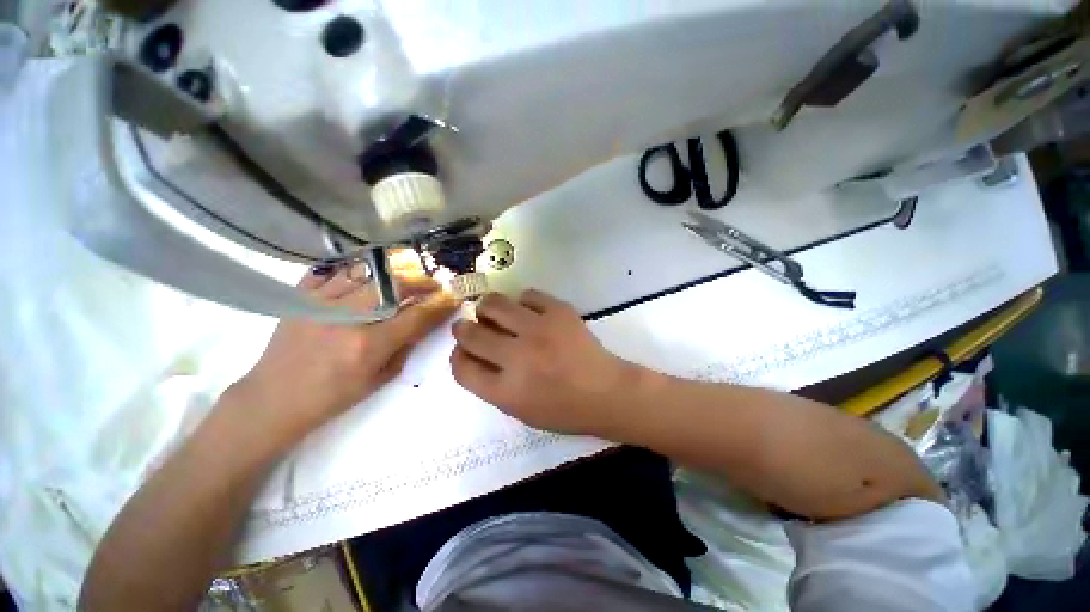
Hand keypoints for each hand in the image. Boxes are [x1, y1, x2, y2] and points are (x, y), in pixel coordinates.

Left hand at [227, 266, 457, 442]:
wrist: (274, 399)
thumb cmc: (333, 397)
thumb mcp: (379, 379)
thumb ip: (406, 346)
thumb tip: (424, 322)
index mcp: (368, 345)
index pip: (416, 316)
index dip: (439, 305)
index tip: (452, 298)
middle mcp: (346, 319)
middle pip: (393, 286)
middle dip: (421, 281)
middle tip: (432, 284)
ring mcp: (319, 303)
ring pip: (366, 272)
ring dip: (393, 271)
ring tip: (404, 275)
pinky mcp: (299, 297)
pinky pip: (331, 270)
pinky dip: (354, 269)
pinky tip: (367, 274)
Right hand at [450, 290, 635, 435]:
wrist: (606, 392)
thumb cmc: (564, 409)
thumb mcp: (520, 409)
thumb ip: (491, 383)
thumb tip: (471, 352)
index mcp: (506, 390)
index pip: (461, 367)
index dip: (457, 355)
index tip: (463, 349)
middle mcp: (517, 357)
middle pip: (470, 333)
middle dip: (463, 328)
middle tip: (471, 325)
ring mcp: (539, 329)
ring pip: (494, 304)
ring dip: (488, 308)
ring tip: (495, 312)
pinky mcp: (559, 311)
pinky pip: (528, 294)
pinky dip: (523, 302)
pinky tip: (529, 311)